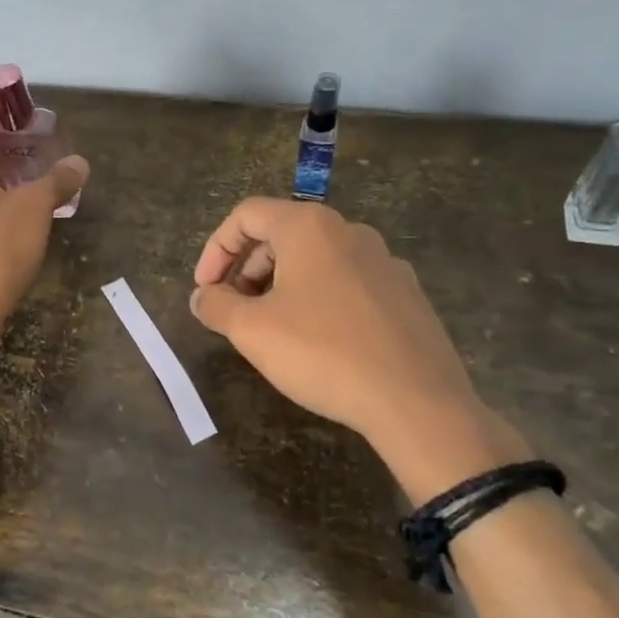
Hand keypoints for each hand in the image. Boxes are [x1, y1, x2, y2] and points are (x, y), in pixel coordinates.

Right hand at [190, 197, 529, 503]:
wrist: (417, 402)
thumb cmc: (323, 353)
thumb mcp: (252, 330)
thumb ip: (216, 306)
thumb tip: (202, 297)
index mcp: (310, 227)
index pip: (247, 215)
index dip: (215, 249)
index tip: (205, 289)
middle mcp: (350, 232)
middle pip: (281, 234)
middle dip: (246, 269)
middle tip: (233, 310)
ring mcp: (385, 262)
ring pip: (316, 259)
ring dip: (281, 285)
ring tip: (271, 328)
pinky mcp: (406, 294)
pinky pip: (348, 283)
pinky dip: (319, 299)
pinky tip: (319, 341)